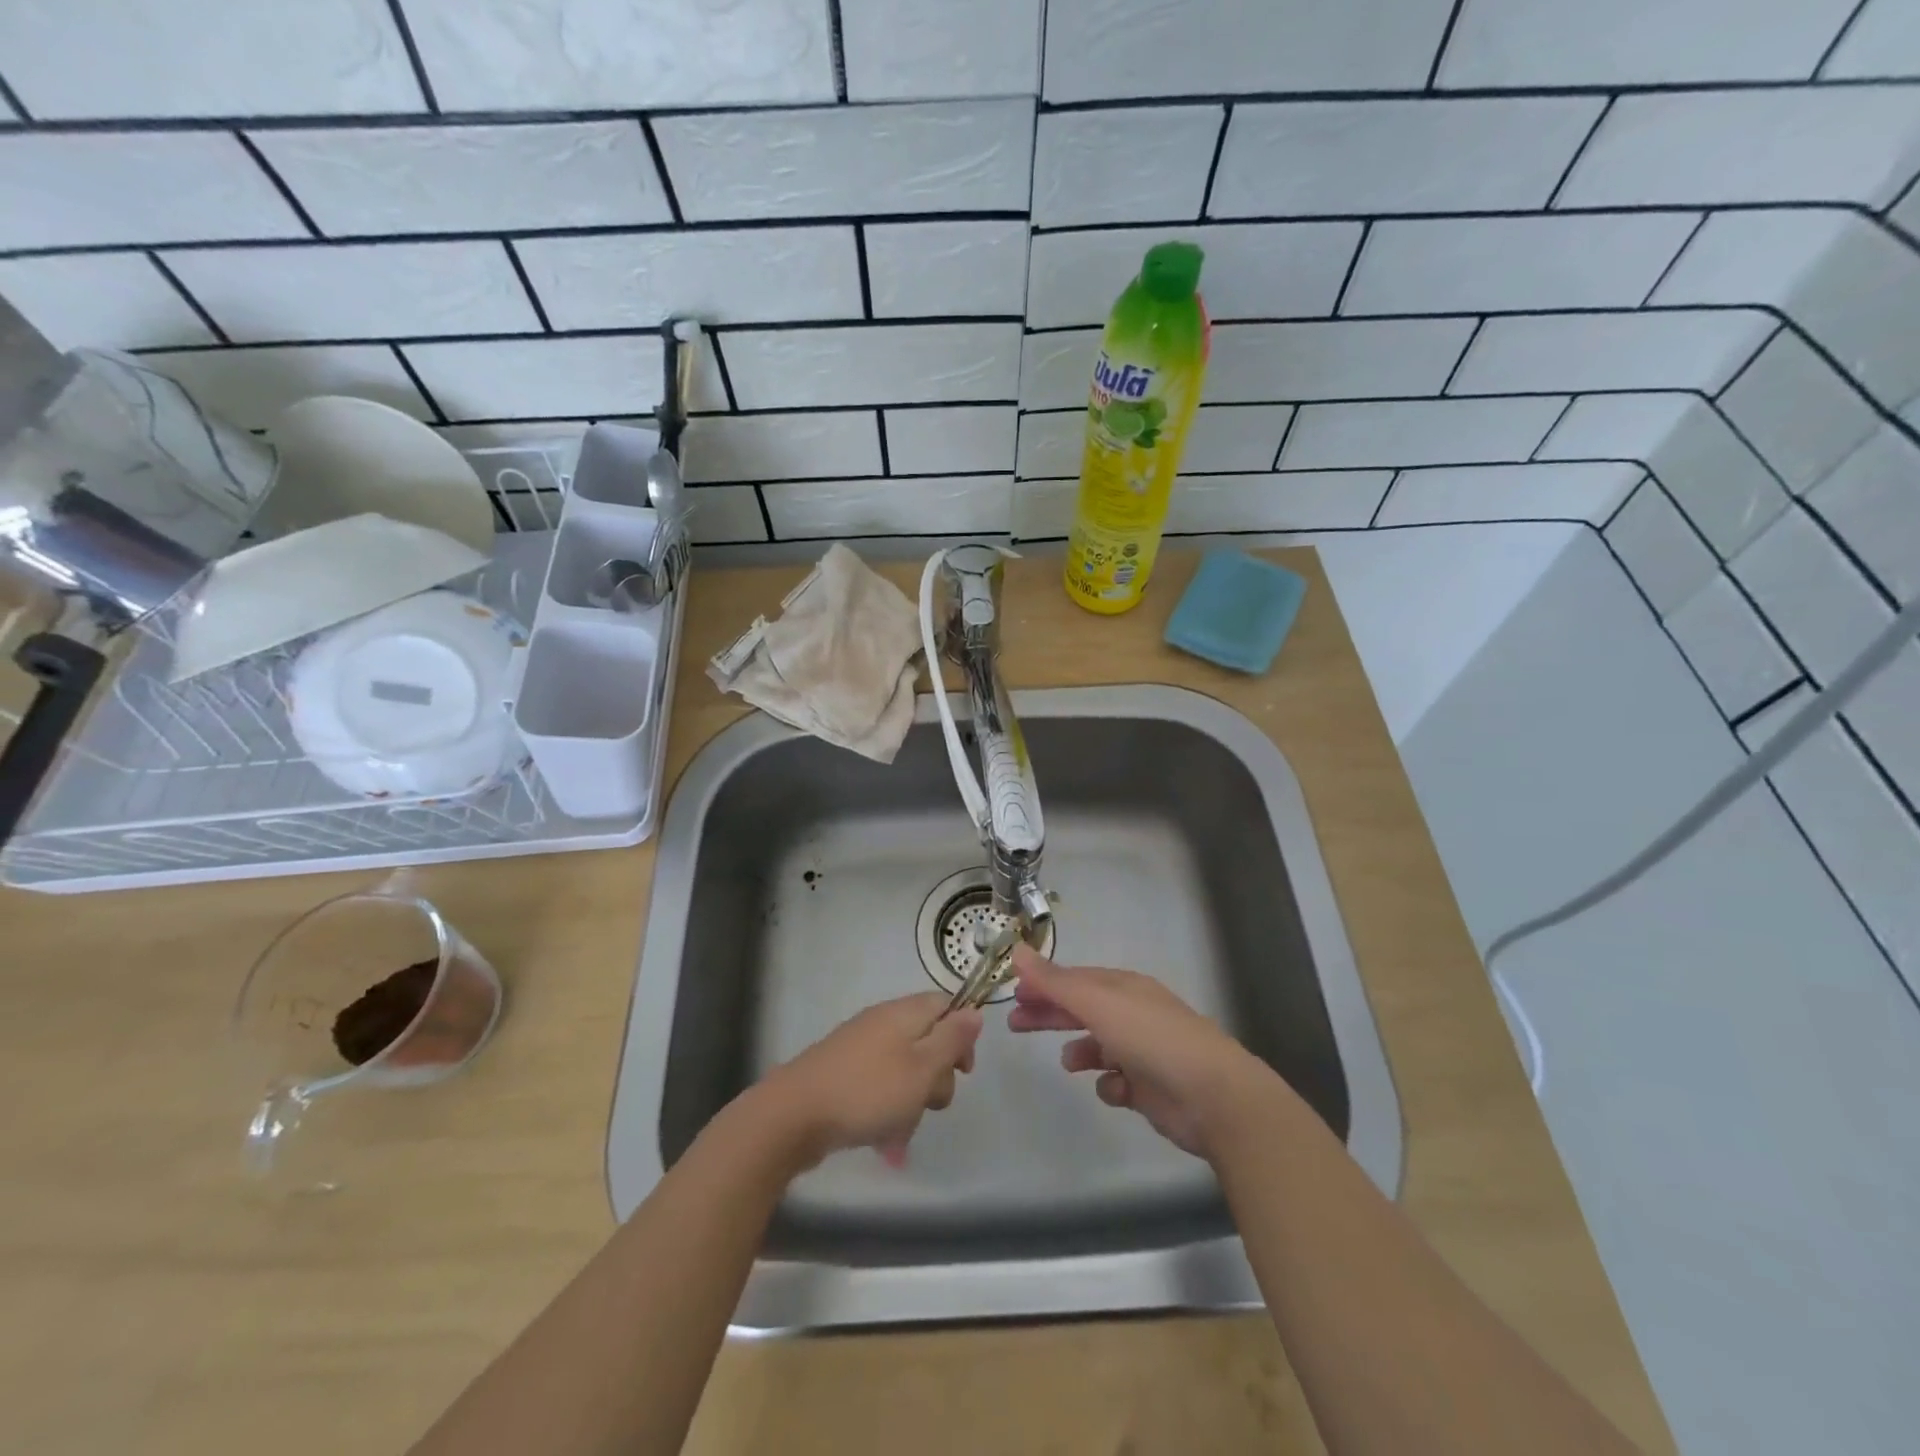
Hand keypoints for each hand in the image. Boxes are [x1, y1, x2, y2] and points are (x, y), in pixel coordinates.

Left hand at [757, 992, 981, 1168]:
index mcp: (904, 1013)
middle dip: (936, 1078)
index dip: (962, 1035)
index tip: (963, 1070)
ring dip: (912, 1102)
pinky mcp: (843, 1075)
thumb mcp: (922, 1067)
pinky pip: (879, 1088)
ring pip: (905, 1071)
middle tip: (929, 1103)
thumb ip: (952, 1039)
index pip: (946, 1005)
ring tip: (900, 1131)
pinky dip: (887, 1111)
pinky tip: (882, 1140)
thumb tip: (974, 1012)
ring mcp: (860, 1049)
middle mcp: (883, 1023)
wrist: (794, 1115)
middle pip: (927, 1042)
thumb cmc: (868, 1090)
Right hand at [1007, 944, 1276, 1158]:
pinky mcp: (1151, 1088)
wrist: (1213, 1096)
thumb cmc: (1151, 1038)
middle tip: (1015, 1024)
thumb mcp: (1097, 1002)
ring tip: (1068, 1063)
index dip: (1043, 984)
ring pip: (1100, 1046)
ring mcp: (1144, 1051)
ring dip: (1080, 1051)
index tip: (1014, 995)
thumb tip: (1017, 951)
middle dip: (1050, 1014)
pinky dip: (1110, 1084)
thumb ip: (1054, 981)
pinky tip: (1114, 1088)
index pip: (1075, 979)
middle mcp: (1134, 1014)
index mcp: (1124, 988)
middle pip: (1082, 1009)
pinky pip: (1118, 1082)